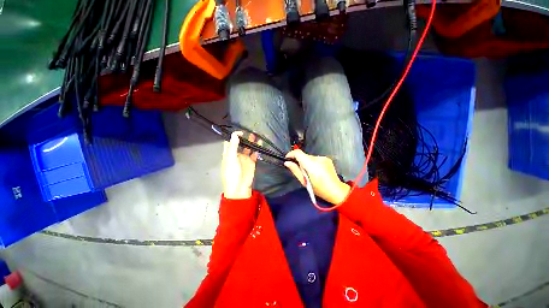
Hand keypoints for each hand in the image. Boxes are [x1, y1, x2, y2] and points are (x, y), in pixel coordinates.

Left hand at [222, 131, 259, 198]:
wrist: (239, 187)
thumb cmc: (232, 173)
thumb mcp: (231, 159)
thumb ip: (234, 146)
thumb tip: (235, 134)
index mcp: (228, 154)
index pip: (230, 142)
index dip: (233, 136)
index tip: (240, 132)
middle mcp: (236, 155)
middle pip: (240, 144)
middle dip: (244, 138)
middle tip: (249, 132)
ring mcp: (244, 158)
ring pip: (248, 148)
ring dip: (251, 142)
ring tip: (255, 136)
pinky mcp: (251, 162)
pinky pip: (254, 154)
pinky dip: (257, 149)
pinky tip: (260, 144)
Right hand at [285, 149, 350, 204]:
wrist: (336, 190)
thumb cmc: (319, 189)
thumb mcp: (304, 182)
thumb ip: (295, 170)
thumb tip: (287, 163)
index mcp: (311, 164)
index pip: (298, 153)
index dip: (291, 154)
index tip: (288, 158)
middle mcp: (317, 158)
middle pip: (304, 156)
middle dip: (299, 161)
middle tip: (301, 171)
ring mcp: (323, 158)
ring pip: (309, 157)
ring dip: (307, 163)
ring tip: (310, 173)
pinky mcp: (327, 159)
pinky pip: (316, 159)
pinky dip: (313, 163)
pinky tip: (316, 171)